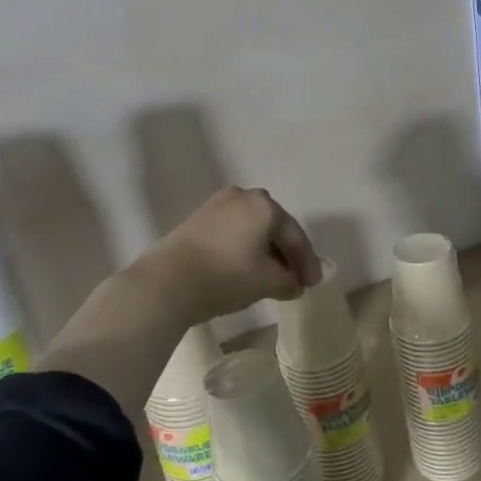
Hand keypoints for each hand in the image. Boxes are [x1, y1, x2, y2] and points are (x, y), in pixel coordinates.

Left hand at [136, 186, 322, 323]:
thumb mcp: (267, 282)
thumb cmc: (226, 276)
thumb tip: (294, 284)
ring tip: (271, 277)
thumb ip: (289, 281)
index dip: (308, 263)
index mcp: (265, 206)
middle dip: (287, 255)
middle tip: (295, 279)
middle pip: (274, 228)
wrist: (167, 282)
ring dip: (265, 252)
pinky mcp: (197, 219)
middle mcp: (243, 196)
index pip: (295, 236)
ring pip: (252, 230)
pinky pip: (232, 233)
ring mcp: (217, 205)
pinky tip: (246, 269)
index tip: (313, 284)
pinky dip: (244, 249)